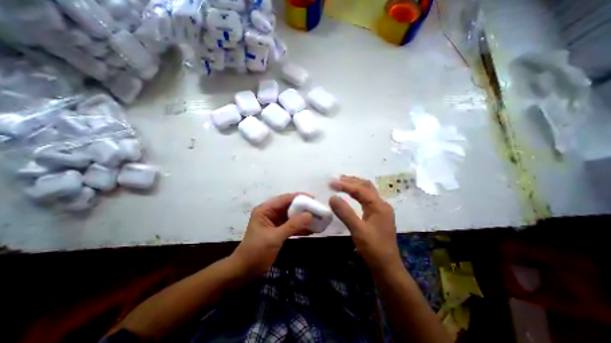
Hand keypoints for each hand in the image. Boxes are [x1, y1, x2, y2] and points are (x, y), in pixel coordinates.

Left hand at [232, 194, 311, 274]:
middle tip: (317, 209)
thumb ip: (292, 226)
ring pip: (292, 216)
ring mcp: (275, 222)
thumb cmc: (256, 252)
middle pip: (289, 206)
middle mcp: (270, 212)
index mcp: (265, 209)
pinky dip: (300, 227)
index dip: (299, 197)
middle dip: (303, 208)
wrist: (245, 271)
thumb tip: (310, 215)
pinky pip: (291, 225)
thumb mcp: (274, 237)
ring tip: (317, 218)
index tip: (313, 198)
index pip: (284, 199)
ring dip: (303, 218)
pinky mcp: (278, 230)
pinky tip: (311, 229)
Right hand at [330, 176, 402, 272]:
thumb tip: (332, 197)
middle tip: (336, 179)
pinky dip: (358, 194)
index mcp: (379, 206)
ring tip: (341, 183)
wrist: (387, 267)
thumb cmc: (374, 249)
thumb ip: (345, 213)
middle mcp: (381, 204)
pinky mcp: (378, 216)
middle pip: (366, 186)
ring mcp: (381, 210)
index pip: (360, 189)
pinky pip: (367, 199)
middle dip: (351, 181)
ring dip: (355, 185)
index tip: (331, 183)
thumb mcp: (358, 230)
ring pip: (367, 192)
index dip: (345, 185)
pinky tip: (351, 195)